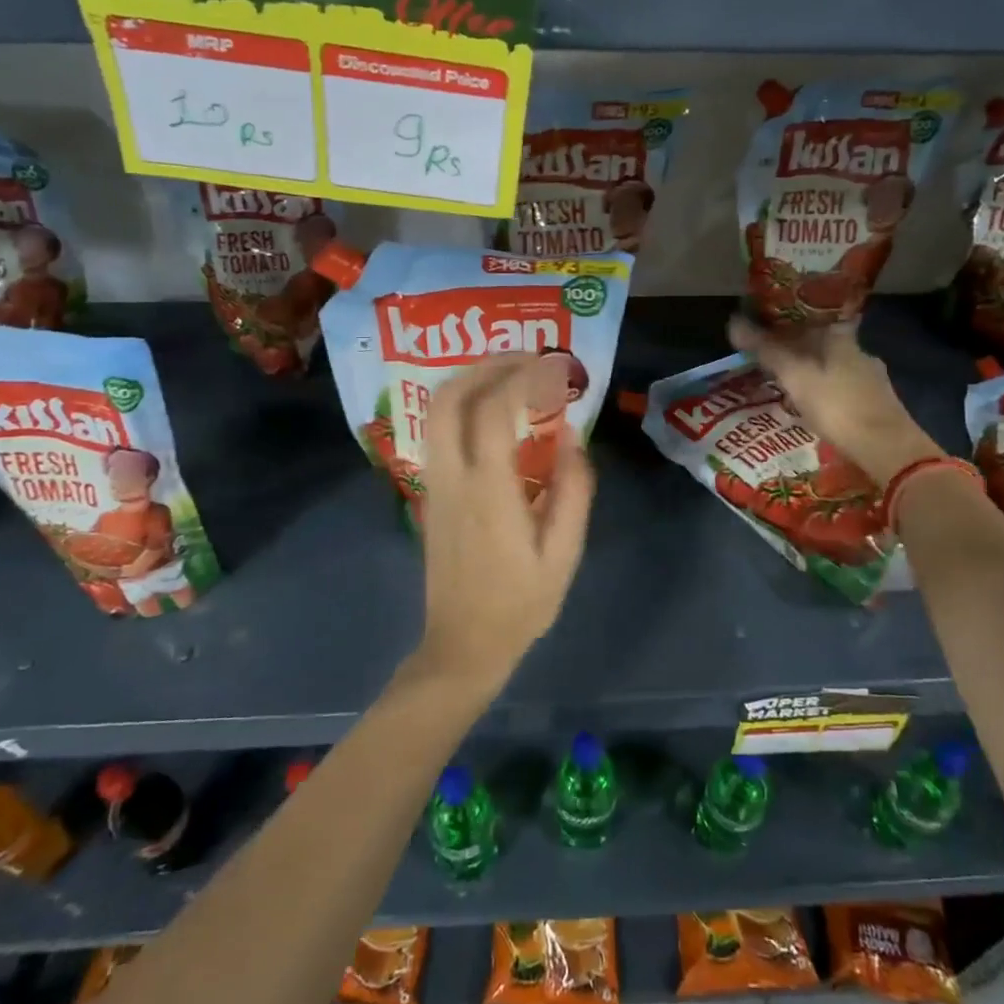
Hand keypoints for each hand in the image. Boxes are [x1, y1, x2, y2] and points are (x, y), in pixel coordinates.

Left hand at [415, 355, 594, 694]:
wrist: (462, 645)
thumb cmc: (521, 604)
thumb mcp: (564, 554)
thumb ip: (574, 491)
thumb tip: (572, 436)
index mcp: (488, 491)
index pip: (494, 411)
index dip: (523, 378)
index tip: (554, 366)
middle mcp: (452, 477)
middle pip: (449, 397)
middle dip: (486, 365)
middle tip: (527, 358)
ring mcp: (434, 483)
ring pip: (436, 410)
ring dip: (470, 380)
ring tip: (512, 375)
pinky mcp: (429, 493)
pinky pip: (438, 431)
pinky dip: (462, 404)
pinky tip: (493, 412)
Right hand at [729, 317, 941, 486]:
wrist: (888, 449)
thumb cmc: (838, 406)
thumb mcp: (795, 377)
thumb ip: (766, 351)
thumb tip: (733, 321)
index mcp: (841, 338)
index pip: (813, 317)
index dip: (790, 319)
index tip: (769, 325)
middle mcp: (860, 352)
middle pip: (824, 342)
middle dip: (798, 347)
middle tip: (771, 356)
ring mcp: (872, 379)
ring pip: (835, 366)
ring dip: (813, 371)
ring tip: (787, 382)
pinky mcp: (878, 404)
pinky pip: (844, 388)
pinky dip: (827, 391)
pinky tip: (815, 404)